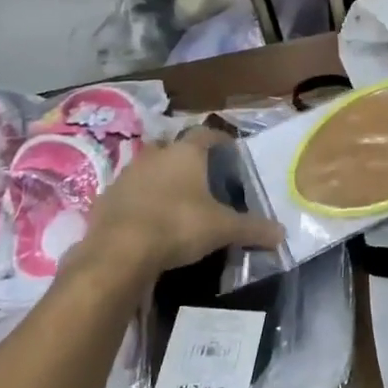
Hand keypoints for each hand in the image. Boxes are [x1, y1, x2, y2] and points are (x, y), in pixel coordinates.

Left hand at [74, 127, 282, 286]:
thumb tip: (282, 234)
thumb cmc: (178, 226)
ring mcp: (126, 175)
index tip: (230, 152)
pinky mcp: (105, 199)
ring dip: (161, 180)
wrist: (118, 253)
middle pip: (175, 149)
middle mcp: (155, 155)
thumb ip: (253, 229)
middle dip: (187, 160)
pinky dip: (140, 202)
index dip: (220, 140)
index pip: (206, 134)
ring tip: (176, 201)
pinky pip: (129, 194)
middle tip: (202, 179)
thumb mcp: (223, 229)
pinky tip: (148, 221)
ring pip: (149, 169)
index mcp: (186, 153)